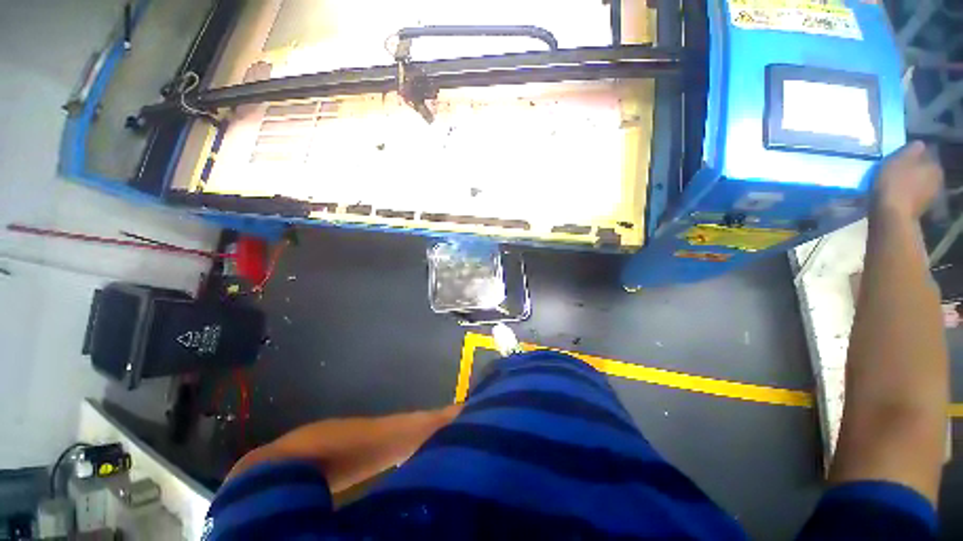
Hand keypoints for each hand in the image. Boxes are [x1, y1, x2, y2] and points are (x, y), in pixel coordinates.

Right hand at [873, 141, 943, 219]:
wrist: (891, 215)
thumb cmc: (894, 183)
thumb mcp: (899, 159)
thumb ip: (912, 149)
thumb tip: (919, 145)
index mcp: (934, 165)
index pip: (926, 153)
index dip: (914, 154)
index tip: (901, 157)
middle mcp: (938, 179)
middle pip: (924, 169)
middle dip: (914, 169)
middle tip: (897, 171)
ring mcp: (931, 196)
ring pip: (920, 183)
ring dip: (910, 182)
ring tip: (896, 184)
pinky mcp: (921, 208)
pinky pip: (915, 196)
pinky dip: (908, 195)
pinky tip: (897, 196)